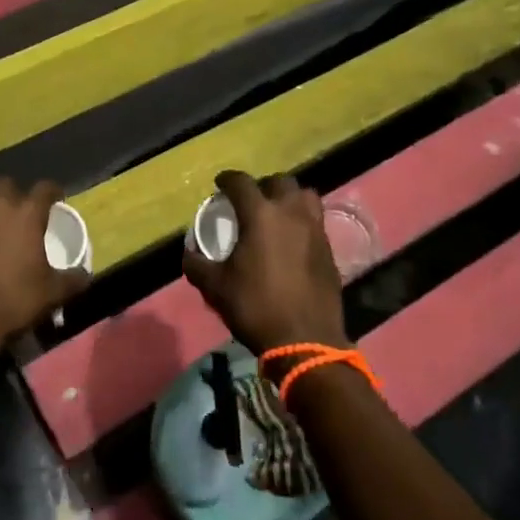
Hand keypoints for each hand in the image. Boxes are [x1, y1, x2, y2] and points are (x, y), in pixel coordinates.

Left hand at [0, 178, 90, 366]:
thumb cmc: (13, 300)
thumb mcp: (52, 294)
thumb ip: (72, 279)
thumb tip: (84, 274)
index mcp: (26, 212)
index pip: (45, 187)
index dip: (54, 192)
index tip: (58, 201)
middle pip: (7, 185)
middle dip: (16, 194)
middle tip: (23, 213)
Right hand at [182, 172, 348, 356]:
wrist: (306, 340)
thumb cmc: (255, 307)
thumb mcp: (215, 287)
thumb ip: (197, 264)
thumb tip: (190, 252)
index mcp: (261, 215)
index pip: (241, 182)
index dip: (227, 179)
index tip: (219, 184)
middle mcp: (291, 213)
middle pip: (280, 182)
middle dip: (262, 185)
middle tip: (251, 200)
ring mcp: (315, 230)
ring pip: (305, 196)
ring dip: (289, 198)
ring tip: (277, 213)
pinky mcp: (329, 249)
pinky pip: (316, 222)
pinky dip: (303, 221)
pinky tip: (292, 240)